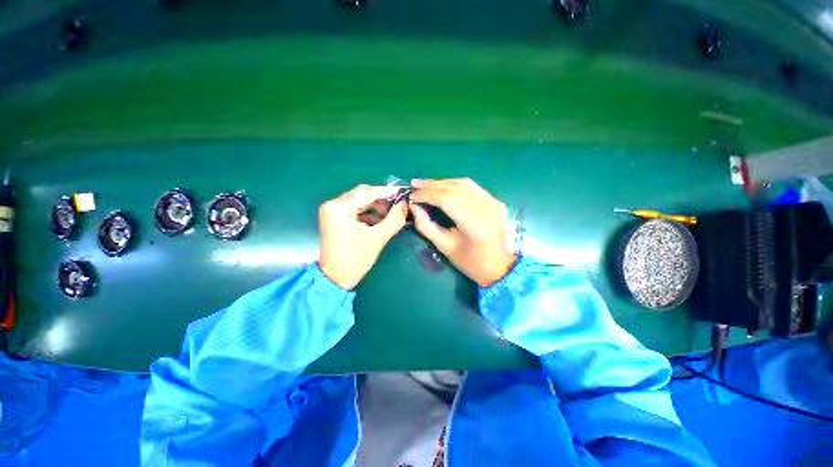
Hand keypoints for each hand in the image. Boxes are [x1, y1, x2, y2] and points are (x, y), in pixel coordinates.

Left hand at [319, 185, 407, 289]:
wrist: (336, 279)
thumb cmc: (355, 259)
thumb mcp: (378, 238)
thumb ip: (394, 219)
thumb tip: (405, 204)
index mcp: (338, 208)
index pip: (366, 193)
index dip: (386, 191)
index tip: (403, 191)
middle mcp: (333, 205)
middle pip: (362, 194)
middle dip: (381, 198)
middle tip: (399, 202)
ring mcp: (333, 212)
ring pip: (360, 201)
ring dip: (377, 205)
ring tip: (393, 211)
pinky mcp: (336, 219)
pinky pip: (356, 210)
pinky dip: (370, 213)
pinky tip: (382, 218)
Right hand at [409, 178, 517, 286]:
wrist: (500, 266)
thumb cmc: (470, 262)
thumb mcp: (444, 247)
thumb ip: (426, 226)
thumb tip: (413, 206)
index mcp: (475, 225)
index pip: (447, 200)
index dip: (427, 195)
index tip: (411, 196)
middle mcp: (487, 209)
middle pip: (455, 189)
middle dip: (432, 185)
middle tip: (414, 185)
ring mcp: (494, 202)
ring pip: (463, 184)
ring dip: (442, 182)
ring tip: (424, 184)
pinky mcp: (496, 201)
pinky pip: (471, 187)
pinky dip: (454, 184)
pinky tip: (442, 186)